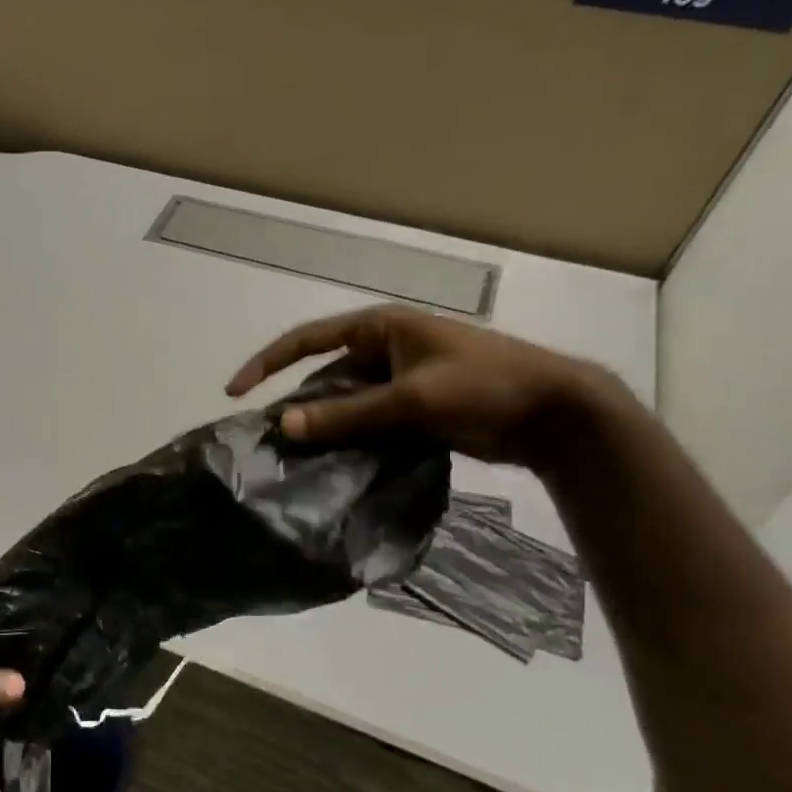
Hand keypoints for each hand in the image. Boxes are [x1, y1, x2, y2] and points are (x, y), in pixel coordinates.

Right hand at [226, 304, 615, 466]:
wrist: (555, 414)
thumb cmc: (485, 387)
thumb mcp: (412, 399)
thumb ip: (347, 413)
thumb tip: (284, 424)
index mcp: (381, 328)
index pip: (307, 339)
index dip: (267, 363)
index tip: (235, 392)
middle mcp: (385, 349)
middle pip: (323, 374)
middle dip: (296, 403)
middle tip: (270, 438)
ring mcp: (400, 381)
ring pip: (345, 403)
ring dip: (324, 426)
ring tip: (296, 457)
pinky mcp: (413, 409)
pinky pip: (367, 421)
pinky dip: (349, 439)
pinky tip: (334, 464)